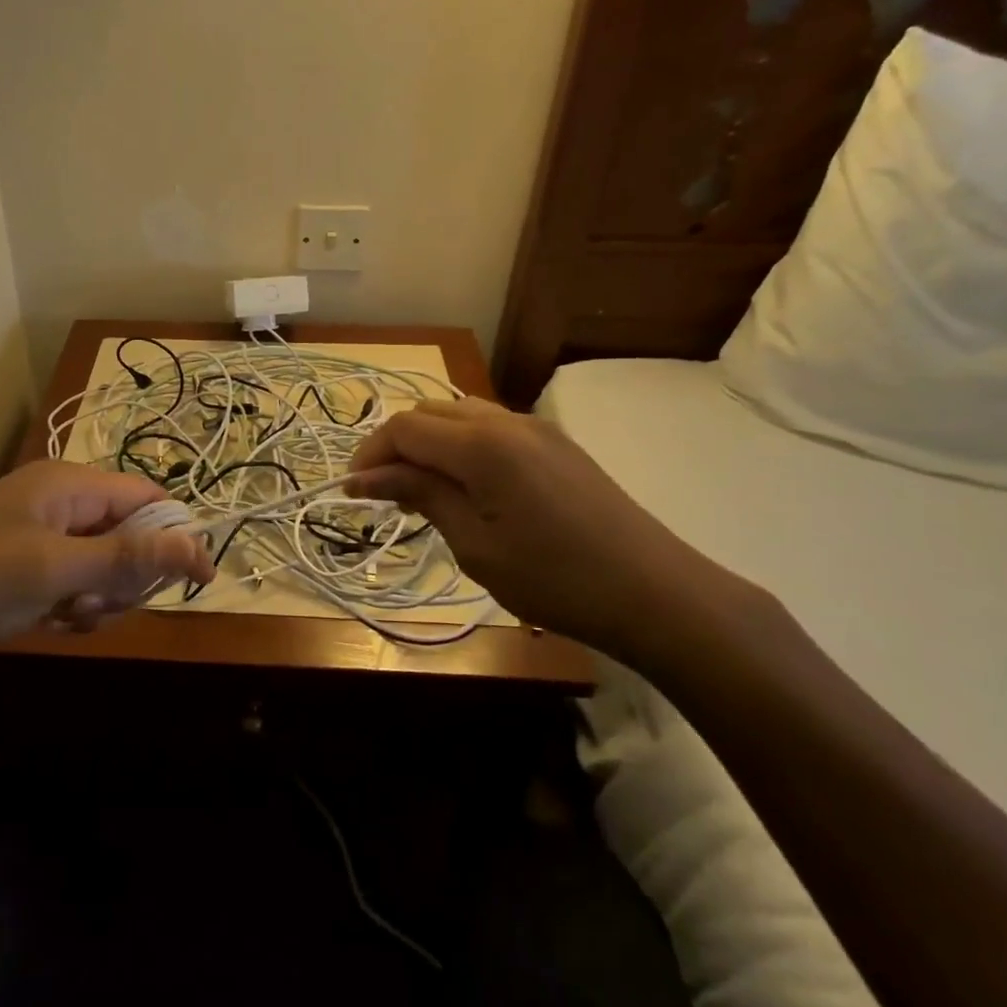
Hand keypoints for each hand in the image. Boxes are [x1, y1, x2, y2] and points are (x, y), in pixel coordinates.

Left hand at [0, 461, 213, 662]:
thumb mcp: (54, 570)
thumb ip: (127, 557)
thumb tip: (198, 546)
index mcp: (69, 484)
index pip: (147, 497)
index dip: (176, 534)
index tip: (198, 580)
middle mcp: (61, 504)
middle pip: (130, 534)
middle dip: (128, 575)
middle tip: (100, 604)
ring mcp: (42, 540)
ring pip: (105, 567)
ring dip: (101, 598)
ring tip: (69, 616)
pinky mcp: (27, 573)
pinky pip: (76, 587)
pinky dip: (75, 609)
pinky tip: (53, 625)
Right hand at [347, 398, 755, 665]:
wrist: (654, 593)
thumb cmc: (554, 578)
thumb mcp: (475, 544)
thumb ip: (421, 495)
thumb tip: (367, 476)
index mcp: (482, 444)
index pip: (404, 428)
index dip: (370, 455)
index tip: (352, 492)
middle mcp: (507, 420)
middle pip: (428, 413)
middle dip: (395, 446)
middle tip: (384, 495)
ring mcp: (536, 428)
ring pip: (459, 415)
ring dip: (428, 444)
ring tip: (421, 492)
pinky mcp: (555, 443)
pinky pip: (490, 428)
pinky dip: (461, 447)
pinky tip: (465, 487)